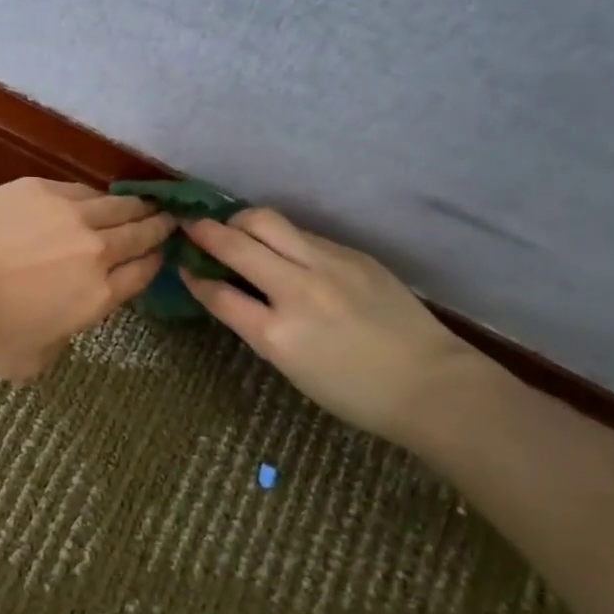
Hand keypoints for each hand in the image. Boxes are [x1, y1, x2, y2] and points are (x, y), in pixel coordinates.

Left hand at [0, 179, 174, 381]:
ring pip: (116, 206)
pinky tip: (98, 195)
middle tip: (170, 220)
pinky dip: (96, 194)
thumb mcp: (31, 361)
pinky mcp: (41, 189)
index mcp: (98, 297)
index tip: (163, 254)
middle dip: (158, 228)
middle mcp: (96, 251)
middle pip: (138, 235)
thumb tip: (60, 326)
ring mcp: (71, 215)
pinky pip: (81, 190)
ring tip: (146, 203)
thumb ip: (58, 343)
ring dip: (136, 206)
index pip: (141, 275)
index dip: (155, 263)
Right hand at [180, 209, 489, 440]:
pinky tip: (282, 249)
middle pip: (237, 241)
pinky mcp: (352, 254)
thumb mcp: (291, 368)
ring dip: (241, 222)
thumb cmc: (355, 393)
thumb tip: (231, 292)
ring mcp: (328, 264)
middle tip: (192, 227)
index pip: (219, 293)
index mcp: (277, 333)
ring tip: (235, 229)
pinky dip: (281, 237)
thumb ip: (257, 325)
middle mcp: (297, 289)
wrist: (430, 383)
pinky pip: (302, 234)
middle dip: (206, 230)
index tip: (183, 265)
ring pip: (268, 221)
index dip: (194, 276)